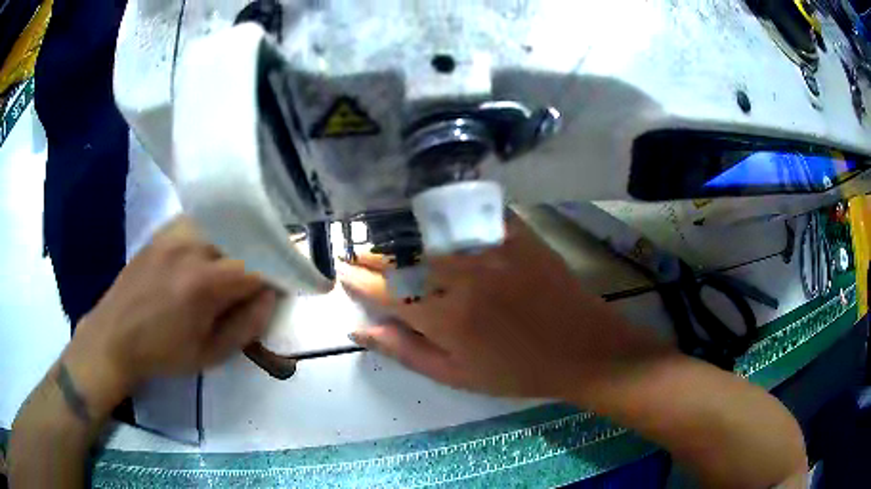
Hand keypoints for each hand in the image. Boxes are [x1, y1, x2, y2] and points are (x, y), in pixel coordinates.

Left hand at [66, 217, 276, 401]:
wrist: (114, 336)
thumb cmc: (163, 353)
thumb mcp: (210, 355)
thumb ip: (247, 325)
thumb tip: (271, 295)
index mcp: (203, 284)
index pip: (258, 264)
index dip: (282, 271)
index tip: (294, 281)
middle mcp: (191, 247)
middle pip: (242, 236)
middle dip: (263, 252)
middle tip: (268, 272)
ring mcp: (174, 233)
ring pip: (223, 221)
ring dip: (240, 238)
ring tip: (242, 258)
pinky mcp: (163, 231)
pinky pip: (200, 220)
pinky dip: (216, 230)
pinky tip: (214, 248)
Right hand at [339, 216, 671, 401]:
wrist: (582, 349)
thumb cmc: (517, 371)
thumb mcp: (456, 375)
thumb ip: (405, 351)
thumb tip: (360, 330)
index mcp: (444, 316)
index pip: (384, 290)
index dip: (357, 279)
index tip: (342, 270)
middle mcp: (462, 275)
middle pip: (402, 255)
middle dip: (372, 253)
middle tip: (357, 252)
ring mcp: (491, 249)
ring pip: (429, 230)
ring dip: (399, 231)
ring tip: (383, 235)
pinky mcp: (516, 233)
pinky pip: (471, 212)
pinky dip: (446, 210)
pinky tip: (432, 212)